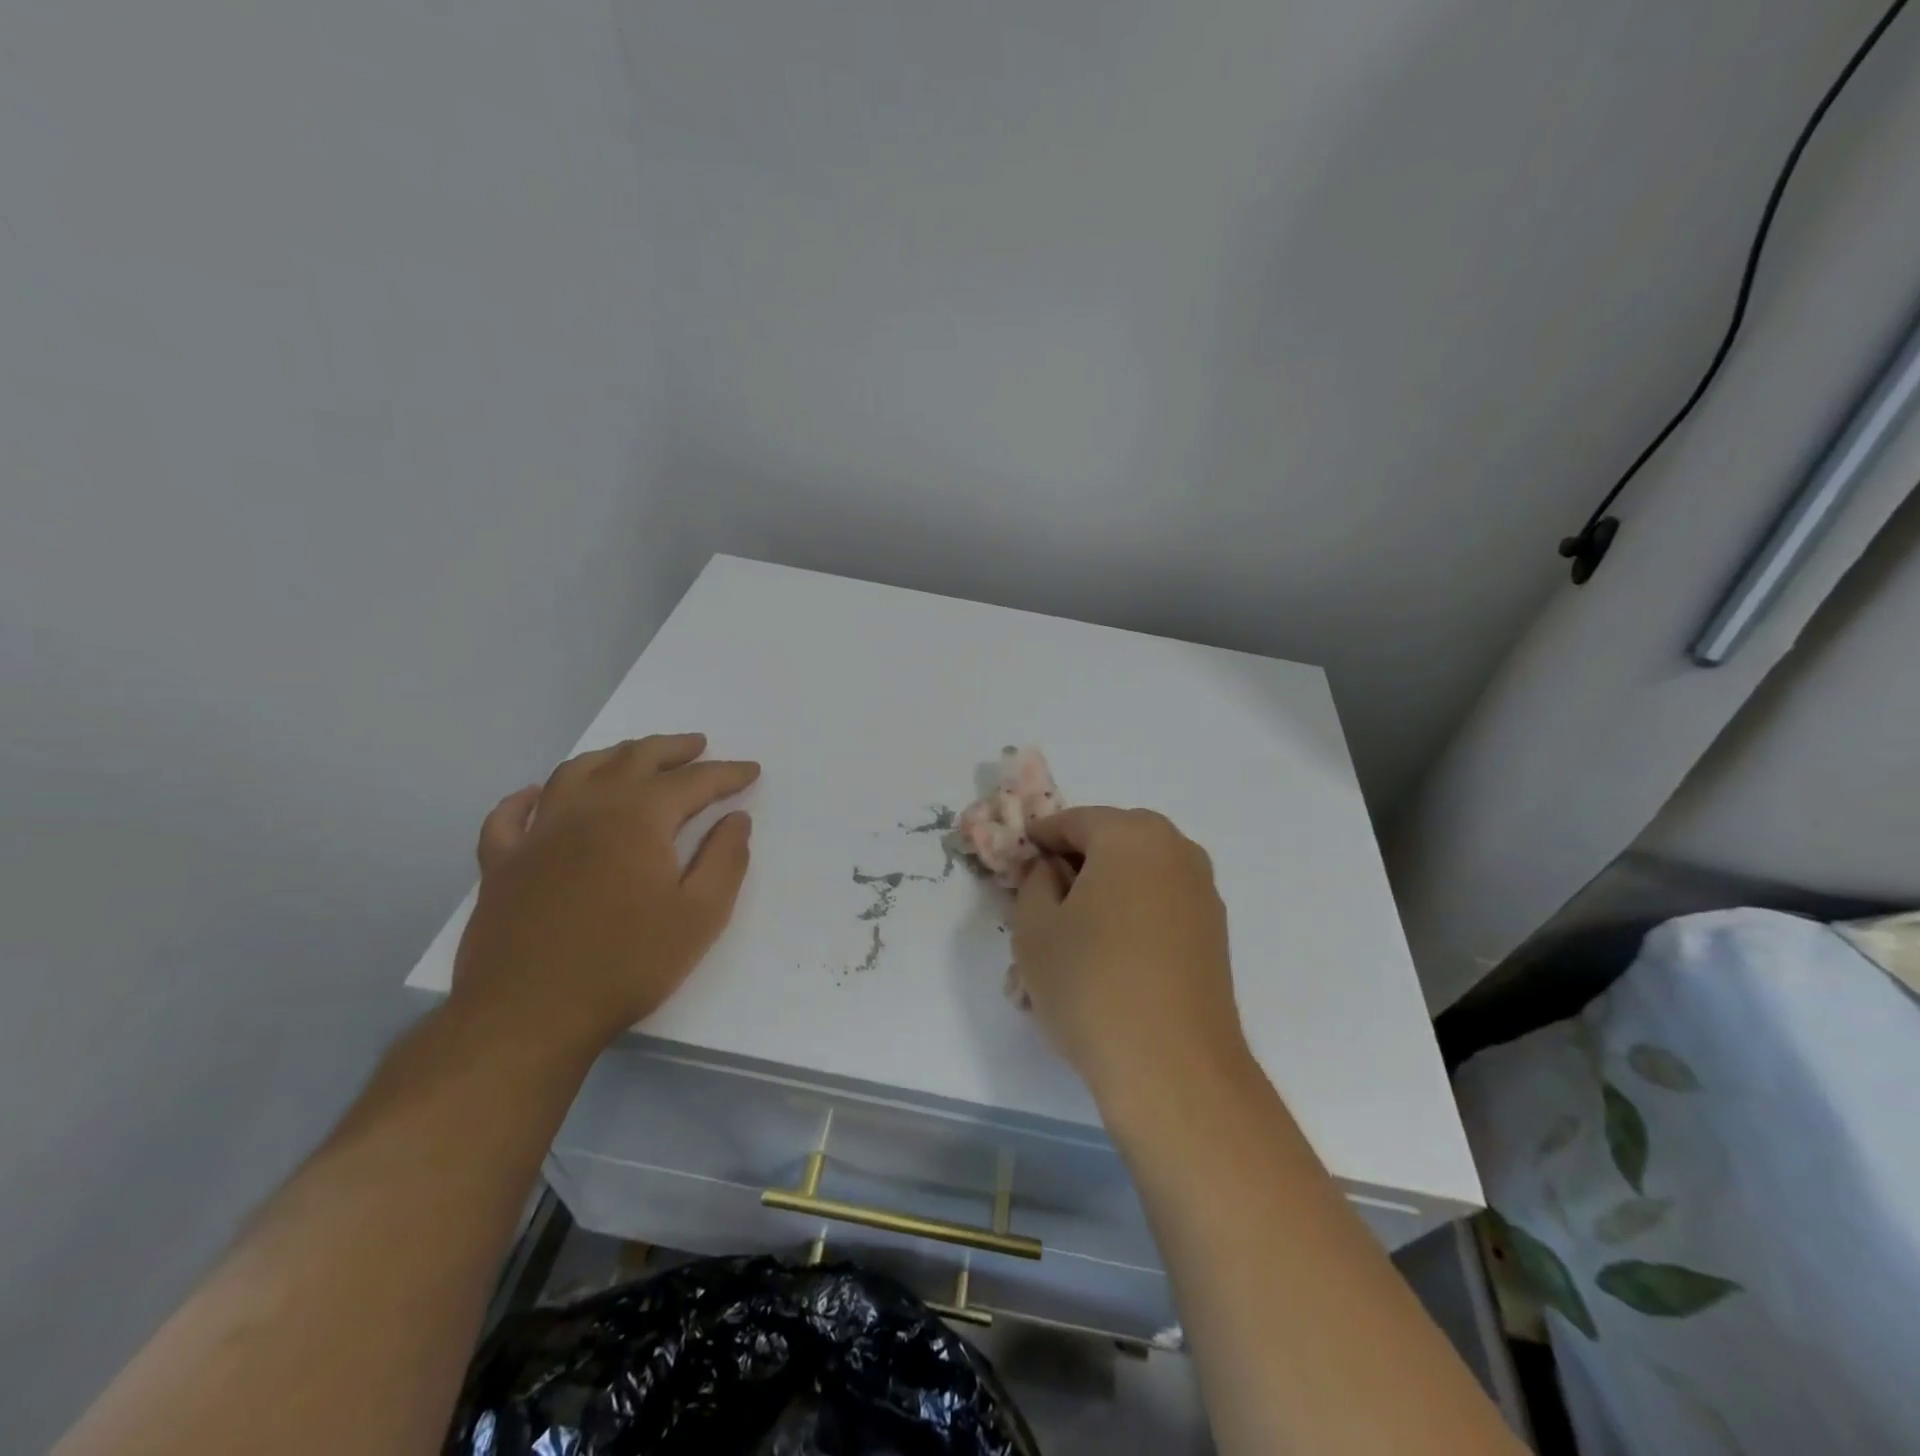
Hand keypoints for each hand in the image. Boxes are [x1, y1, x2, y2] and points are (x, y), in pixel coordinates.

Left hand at [449, 734, 759, 1057]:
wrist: (528, 1016)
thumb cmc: (627, 963)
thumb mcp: (700, 915)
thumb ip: (726, 860)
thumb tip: (736, 820)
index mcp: (639, 818)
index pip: (693, 781)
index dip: (726, 774)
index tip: (751, 770)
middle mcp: (587, 809)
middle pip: (634, 759)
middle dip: (672, 749)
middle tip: (697, 746)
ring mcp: (537, 833)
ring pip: (576, 772)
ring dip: (612, 756)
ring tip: (634, 756)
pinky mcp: (502, 864)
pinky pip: (510, 816)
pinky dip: (528, 797)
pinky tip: (539, 794)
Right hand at [1013, 807, 1247, 1106]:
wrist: (1173, 1068)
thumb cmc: (1091, 983)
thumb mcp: (1034, 927)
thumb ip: (1034, 882)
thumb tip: (1051, 870)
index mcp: (1131, 835)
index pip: (1073, 821)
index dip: (1039, 840)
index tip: (1016, 863)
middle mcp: (1175, 850)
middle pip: (1111, 842)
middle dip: (1074, 864)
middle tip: (1041, 900)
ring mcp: (1202, 892)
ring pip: (1137, 875)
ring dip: (1103, 892)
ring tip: (1072, 937)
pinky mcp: (1213, 933)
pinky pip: (1159, 905)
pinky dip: (1130, 915)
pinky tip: (1108, 958)